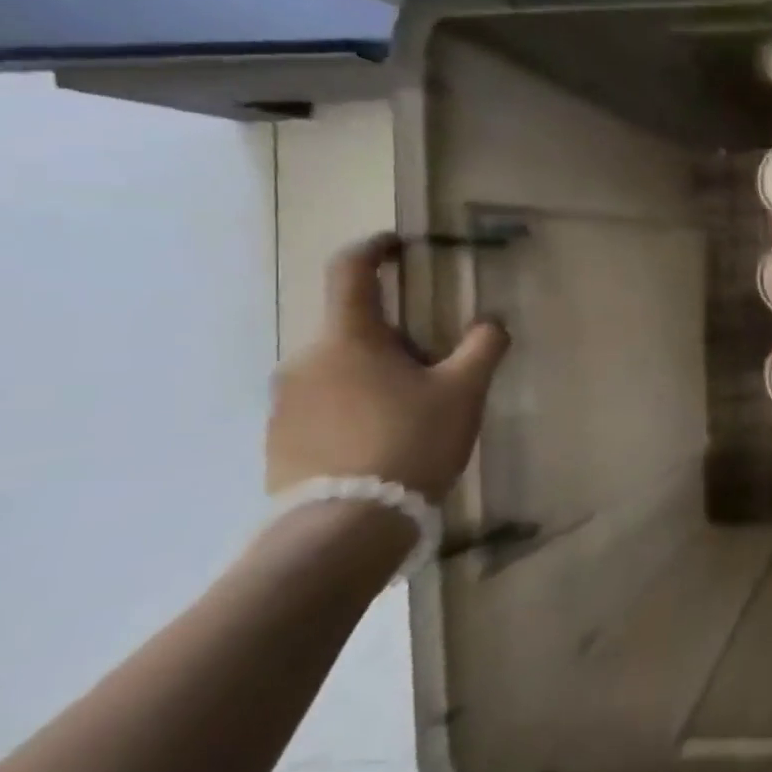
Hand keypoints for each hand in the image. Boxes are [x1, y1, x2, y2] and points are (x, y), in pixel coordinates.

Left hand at [266, 235, 509, 497]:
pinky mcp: (280, 438)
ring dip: (377, 374)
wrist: (345, 526)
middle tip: (439, 367)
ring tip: (417, 412)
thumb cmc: (410, 441)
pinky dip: (356, 406)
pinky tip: (387, 440)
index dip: (374, 250)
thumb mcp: (464, 391)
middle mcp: (305, 359)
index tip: (396, 245)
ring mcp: (285, 401)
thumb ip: (483, 347)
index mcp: (348, 338)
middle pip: (355, 329)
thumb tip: (491, 322)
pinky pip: (325, 403)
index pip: (351, 272)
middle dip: (397, 337)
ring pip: (341, 368)